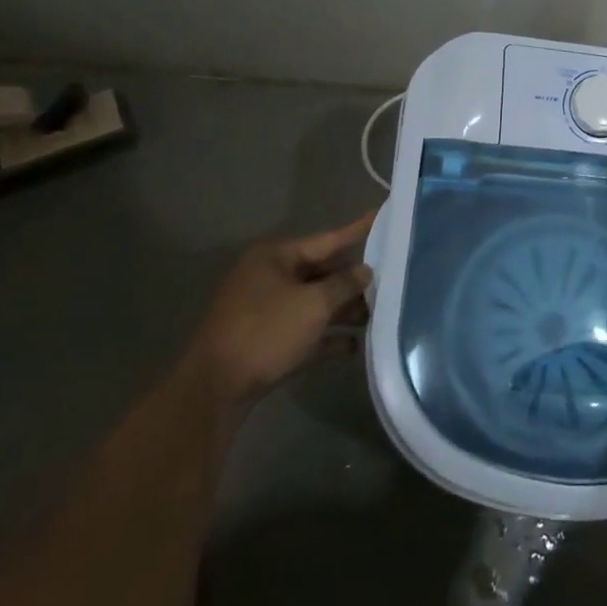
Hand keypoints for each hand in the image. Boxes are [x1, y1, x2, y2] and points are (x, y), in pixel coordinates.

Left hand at [189, 211, 376, 403]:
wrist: (216, 390)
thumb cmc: (266, 332)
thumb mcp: (313, 304)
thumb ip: (344, 284)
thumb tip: (365, 271)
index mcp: (275, 258)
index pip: (327, 239)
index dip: (357, 230)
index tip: (381, 215)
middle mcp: (270, 278)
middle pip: (322, 272)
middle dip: (353, 280)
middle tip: (390, 277)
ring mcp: (267, 311)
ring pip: (315, 303)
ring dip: (343, 310)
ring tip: (378, 315)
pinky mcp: (267, 342)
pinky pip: (305, 332)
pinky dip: (328, 336)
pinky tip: (355, 346)